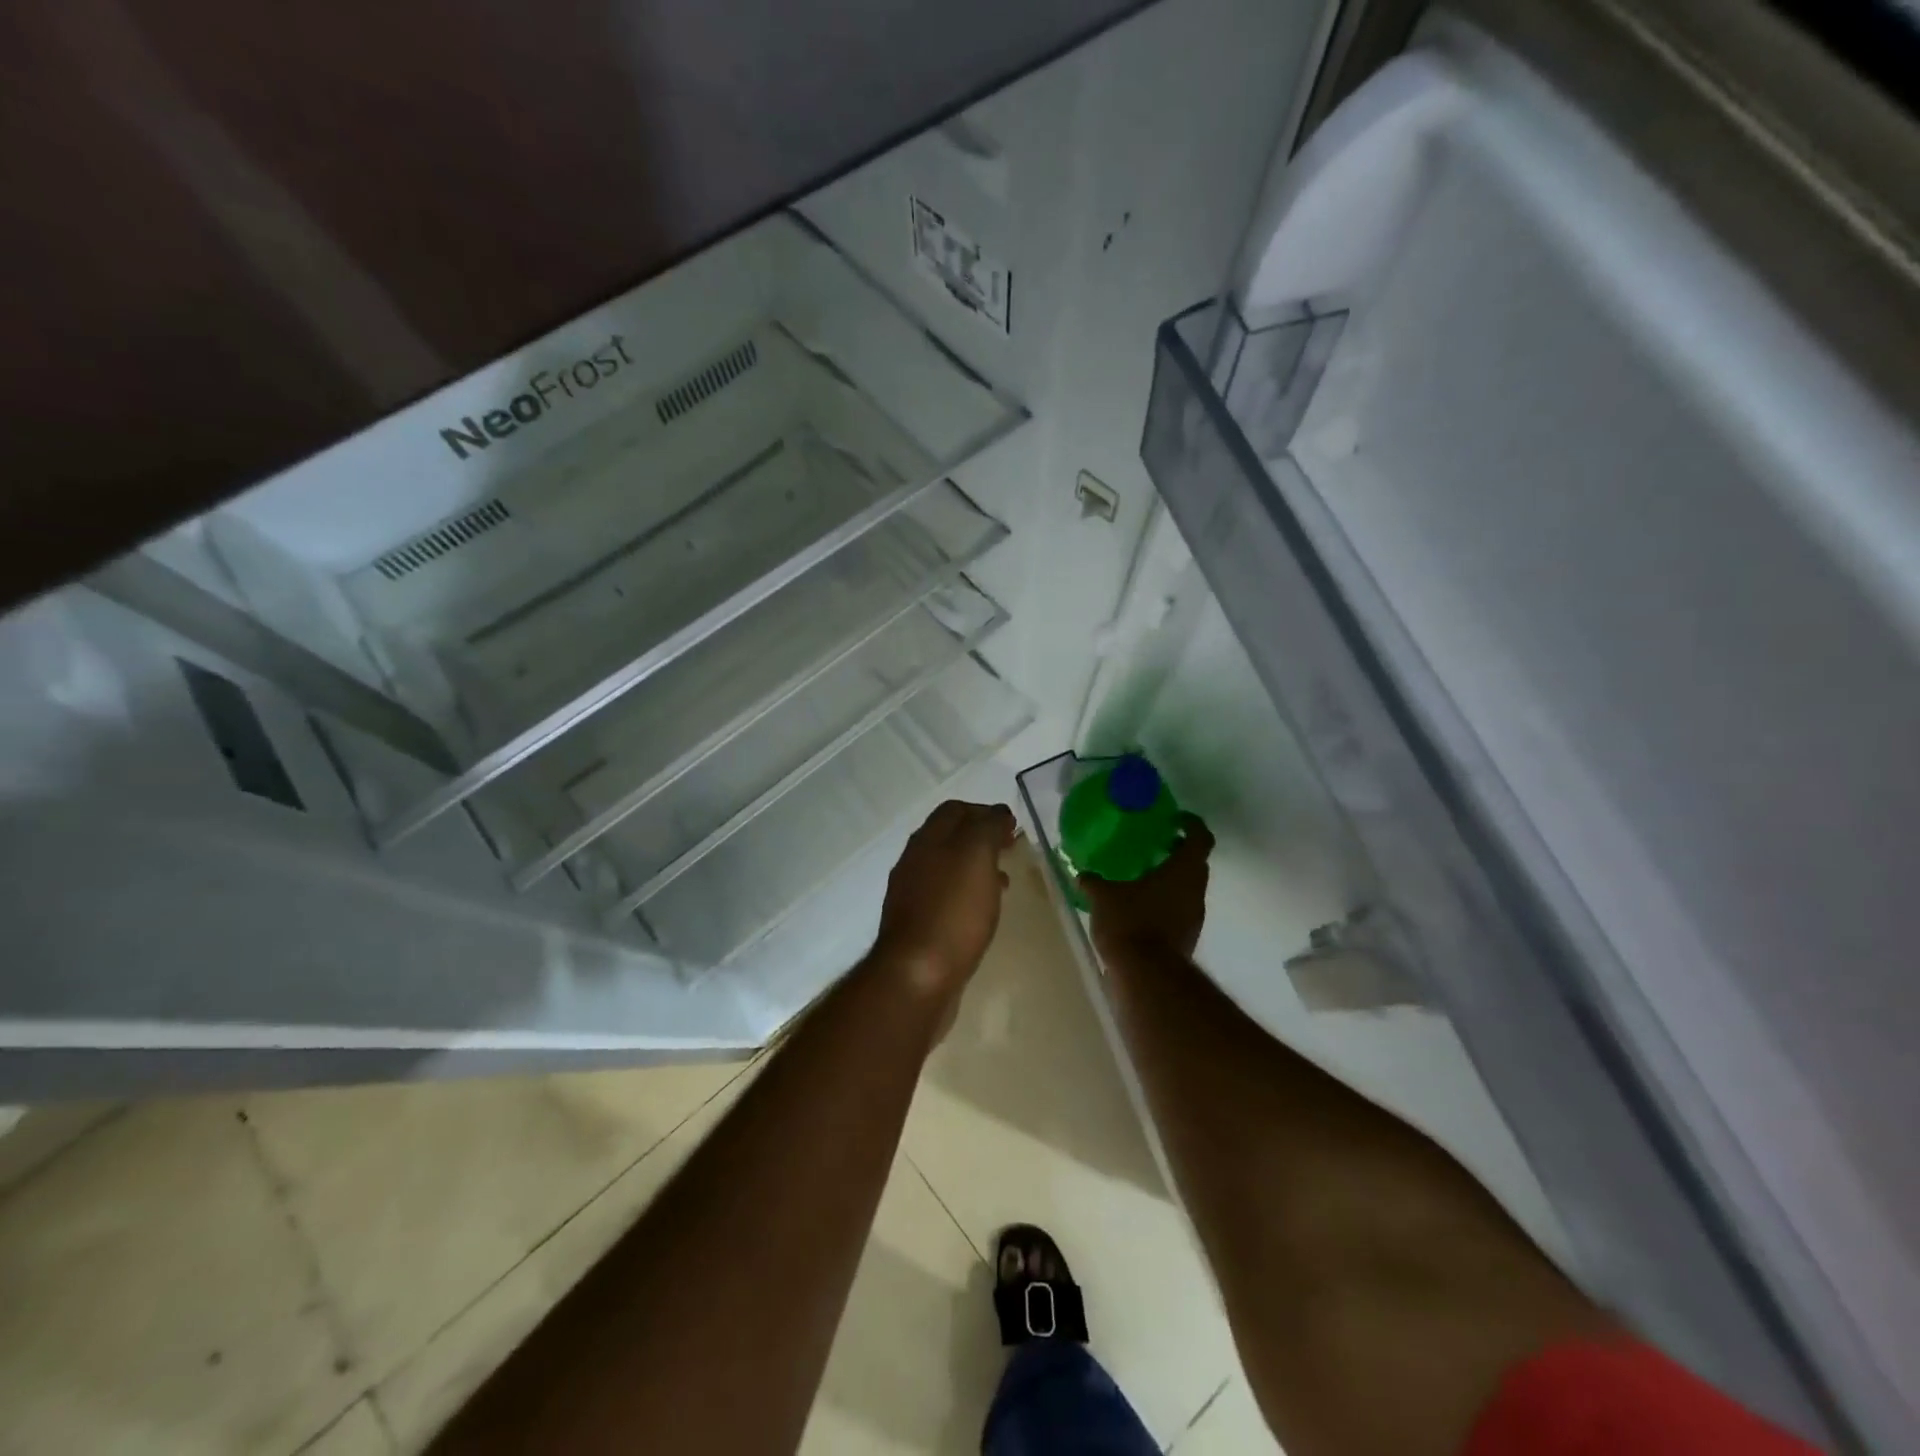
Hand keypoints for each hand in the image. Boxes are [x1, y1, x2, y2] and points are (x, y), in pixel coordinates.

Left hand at [873, 800, 1018, 1001]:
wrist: (917, 975)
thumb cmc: (952, 911)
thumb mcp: (976, 856)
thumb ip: (987, 828)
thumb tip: (997, 813)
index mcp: (927, 840)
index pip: (955, 810)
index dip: (984, 811)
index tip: (1012, 826)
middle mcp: (914, 861)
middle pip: (949, 838)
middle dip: (981, 838)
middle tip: (1010, 850)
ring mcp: (912, 894)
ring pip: (948, 869)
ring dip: (975, 868)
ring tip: (1003, 882)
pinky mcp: (917, 925)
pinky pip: (946, 898)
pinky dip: (967, 895)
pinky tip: (982, 913)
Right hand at [1080, 812, 1213, 960]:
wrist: (1147, 976)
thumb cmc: (1130, 923)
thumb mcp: (1104, 897)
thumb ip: (1094, 882)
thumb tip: (1081, 874)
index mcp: (1183, 870)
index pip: (1200, 838)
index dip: (1191, 824)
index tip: (1175, 820)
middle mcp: (1195, 890)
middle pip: (1196, 863)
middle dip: (1179, 852)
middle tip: (1154, 845)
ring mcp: (1195, 916)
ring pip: (1189, 887)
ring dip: (1172, 879)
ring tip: (1143, 877)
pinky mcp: (1187, 937)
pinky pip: (1180, 909)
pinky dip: (1166, 902)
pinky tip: (1140, 906)